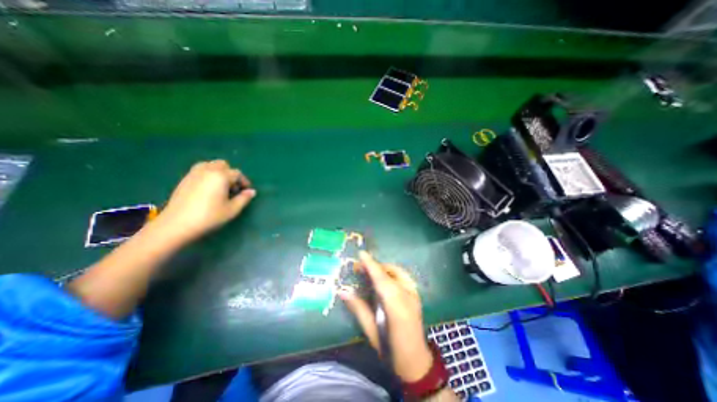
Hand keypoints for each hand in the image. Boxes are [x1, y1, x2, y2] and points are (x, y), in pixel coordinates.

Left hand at [154, 161, 257, 244]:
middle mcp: (208, 170)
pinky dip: (208, 174)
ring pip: (210, 165)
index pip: (237, 173)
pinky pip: (200, 170)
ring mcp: (194, 173)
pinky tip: (208, 189)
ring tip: (220, 187)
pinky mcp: (185, 179)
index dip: (244, 182)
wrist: (177, 224)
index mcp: (221, 176)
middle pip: (223, 165)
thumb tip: (251, 191)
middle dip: (231, 174)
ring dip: (219, 172)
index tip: (246, 191)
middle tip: (233, 189)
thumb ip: (244, 198)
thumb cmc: (209, 216)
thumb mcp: (232, 210)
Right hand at [340, 252, 434, 381]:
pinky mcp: (416, 293)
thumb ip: (358, 308)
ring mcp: (414, 293)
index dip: (371, 265)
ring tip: (368, 271)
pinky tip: (382, 277)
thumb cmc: (391, 349)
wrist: (416, 361)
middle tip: (358, 268)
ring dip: (382, 268)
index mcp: (396, 306)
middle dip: (373, 266)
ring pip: (396, 271)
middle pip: (389, 272)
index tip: (361, 253)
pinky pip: (401, 276)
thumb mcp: (371, 331)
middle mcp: (407, 294)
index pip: (381, 279)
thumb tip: (342, 291)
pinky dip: (390, 272)